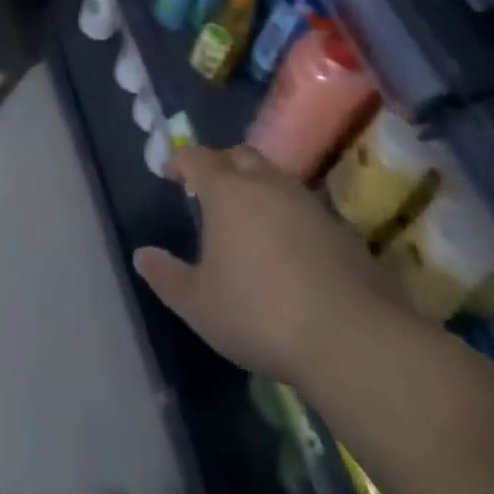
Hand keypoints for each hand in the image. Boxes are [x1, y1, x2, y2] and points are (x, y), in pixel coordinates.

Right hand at [133, 145, 407, 383]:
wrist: (352, 337)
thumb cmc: (260, 313)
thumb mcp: (199, 304)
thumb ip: (166, 277)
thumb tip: (141, 255)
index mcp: (227, 191)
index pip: (197, 158)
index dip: (181, 161)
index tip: (171, 173)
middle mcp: (266, 183)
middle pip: (240, 156)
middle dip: (222, 165)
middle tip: (212, 189)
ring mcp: (308, 203)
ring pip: (276, 178)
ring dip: (258, 187)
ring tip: (249, 217)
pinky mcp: (341, 229)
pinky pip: (304, 208)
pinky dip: (289, 216)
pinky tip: (289, 249)